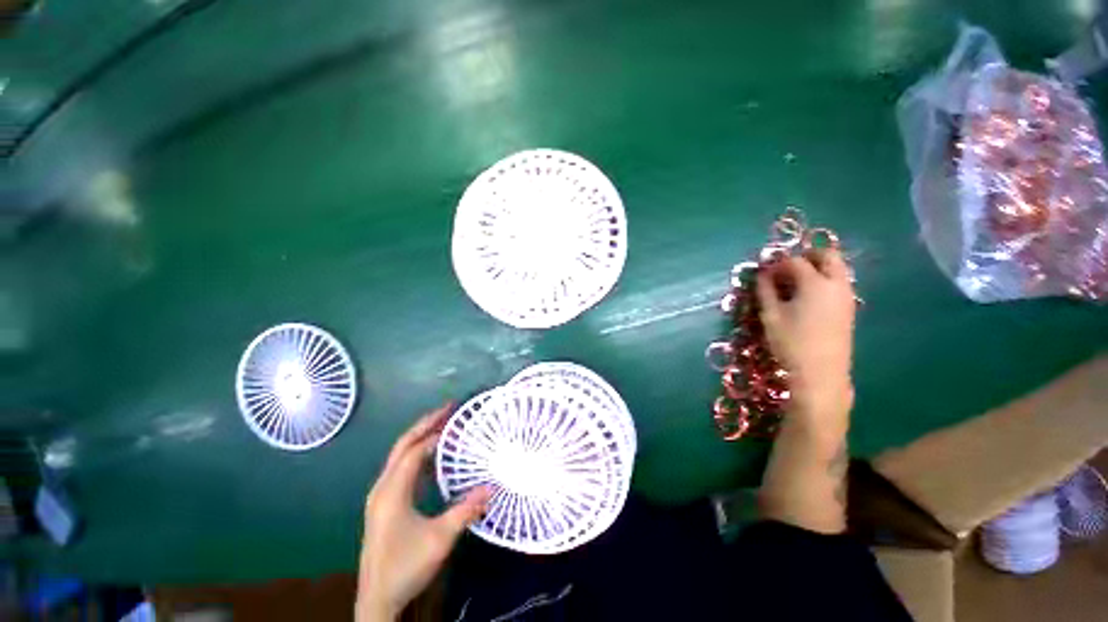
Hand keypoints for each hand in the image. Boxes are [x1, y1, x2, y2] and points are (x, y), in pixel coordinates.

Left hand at [356, 404, 491, 621]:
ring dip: (420, 438)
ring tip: (442, 426)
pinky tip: (432, 458)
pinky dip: (417, 456)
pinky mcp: (384, 504)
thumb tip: (492, 487)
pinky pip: (401, 470)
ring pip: (400, 456)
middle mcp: (382, 487)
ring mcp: (381, 496)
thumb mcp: (440, 538)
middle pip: (402, 446)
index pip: (413, 451)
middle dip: (424, 424)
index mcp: (392, 492)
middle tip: (447, 409)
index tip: (455, 419)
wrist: (377, 598)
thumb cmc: (406, 566)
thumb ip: (466, 510)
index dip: (434, 433)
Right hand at [756, 249, 855, 436]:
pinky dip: (824, 280)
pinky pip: (839, 283)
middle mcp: (837, 284)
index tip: (764, 271)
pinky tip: (807, 296)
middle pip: (828, 255)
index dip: (778, 263)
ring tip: (794, 282)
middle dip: (807, 255)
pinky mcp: (849, 309)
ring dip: (817, 267)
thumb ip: (765, 290)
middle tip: (786, 267)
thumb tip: (763, 275)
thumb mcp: (771, 315)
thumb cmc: (791, 342)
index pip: (795, 261)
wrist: (820, 373)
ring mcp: (847, 296)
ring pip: (837, 269)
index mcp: (816, 283)